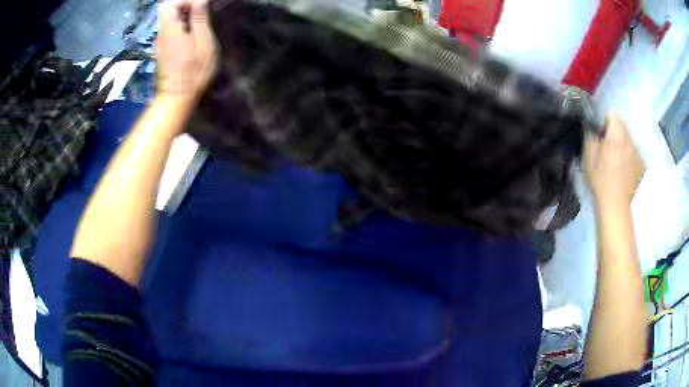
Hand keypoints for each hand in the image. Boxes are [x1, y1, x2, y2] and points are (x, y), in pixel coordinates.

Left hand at [157, 0, 217, 99]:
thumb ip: (200, 20)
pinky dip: (179, 23)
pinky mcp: (161, 49)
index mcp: (170, 29)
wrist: (176, 99)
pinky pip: (168, 28)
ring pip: (167, 18)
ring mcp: (159, 42)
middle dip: (184, 5)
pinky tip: (191, 32)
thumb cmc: (194, 73)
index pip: (169, 3)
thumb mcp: (203, 44)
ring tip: (199, 19)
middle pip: (166, 9)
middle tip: (201, 9)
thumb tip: (200, 0)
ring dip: (182, 14)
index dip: (185, 0)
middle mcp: (161, 33)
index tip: (201, 4)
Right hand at [583, 112, 645, 208]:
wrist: (616, 209)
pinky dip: (629, 159)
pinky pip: (634, 155)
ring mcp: (638, 154)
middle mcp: (630, 140)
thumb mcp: (589, 157)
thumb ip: (590, 137)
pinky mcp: (642, 168)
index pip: (611, 114)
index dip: (604, 121)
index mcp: (617, 134)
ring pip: (628, 141)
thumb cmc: (601, 181)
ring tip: (615, 162)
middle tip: (606, 147)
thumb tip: (592, 128)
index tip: (599, 133)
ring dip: (622, 146)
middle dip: (614, 132)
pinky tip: (623, 172)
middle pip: (622, 127)